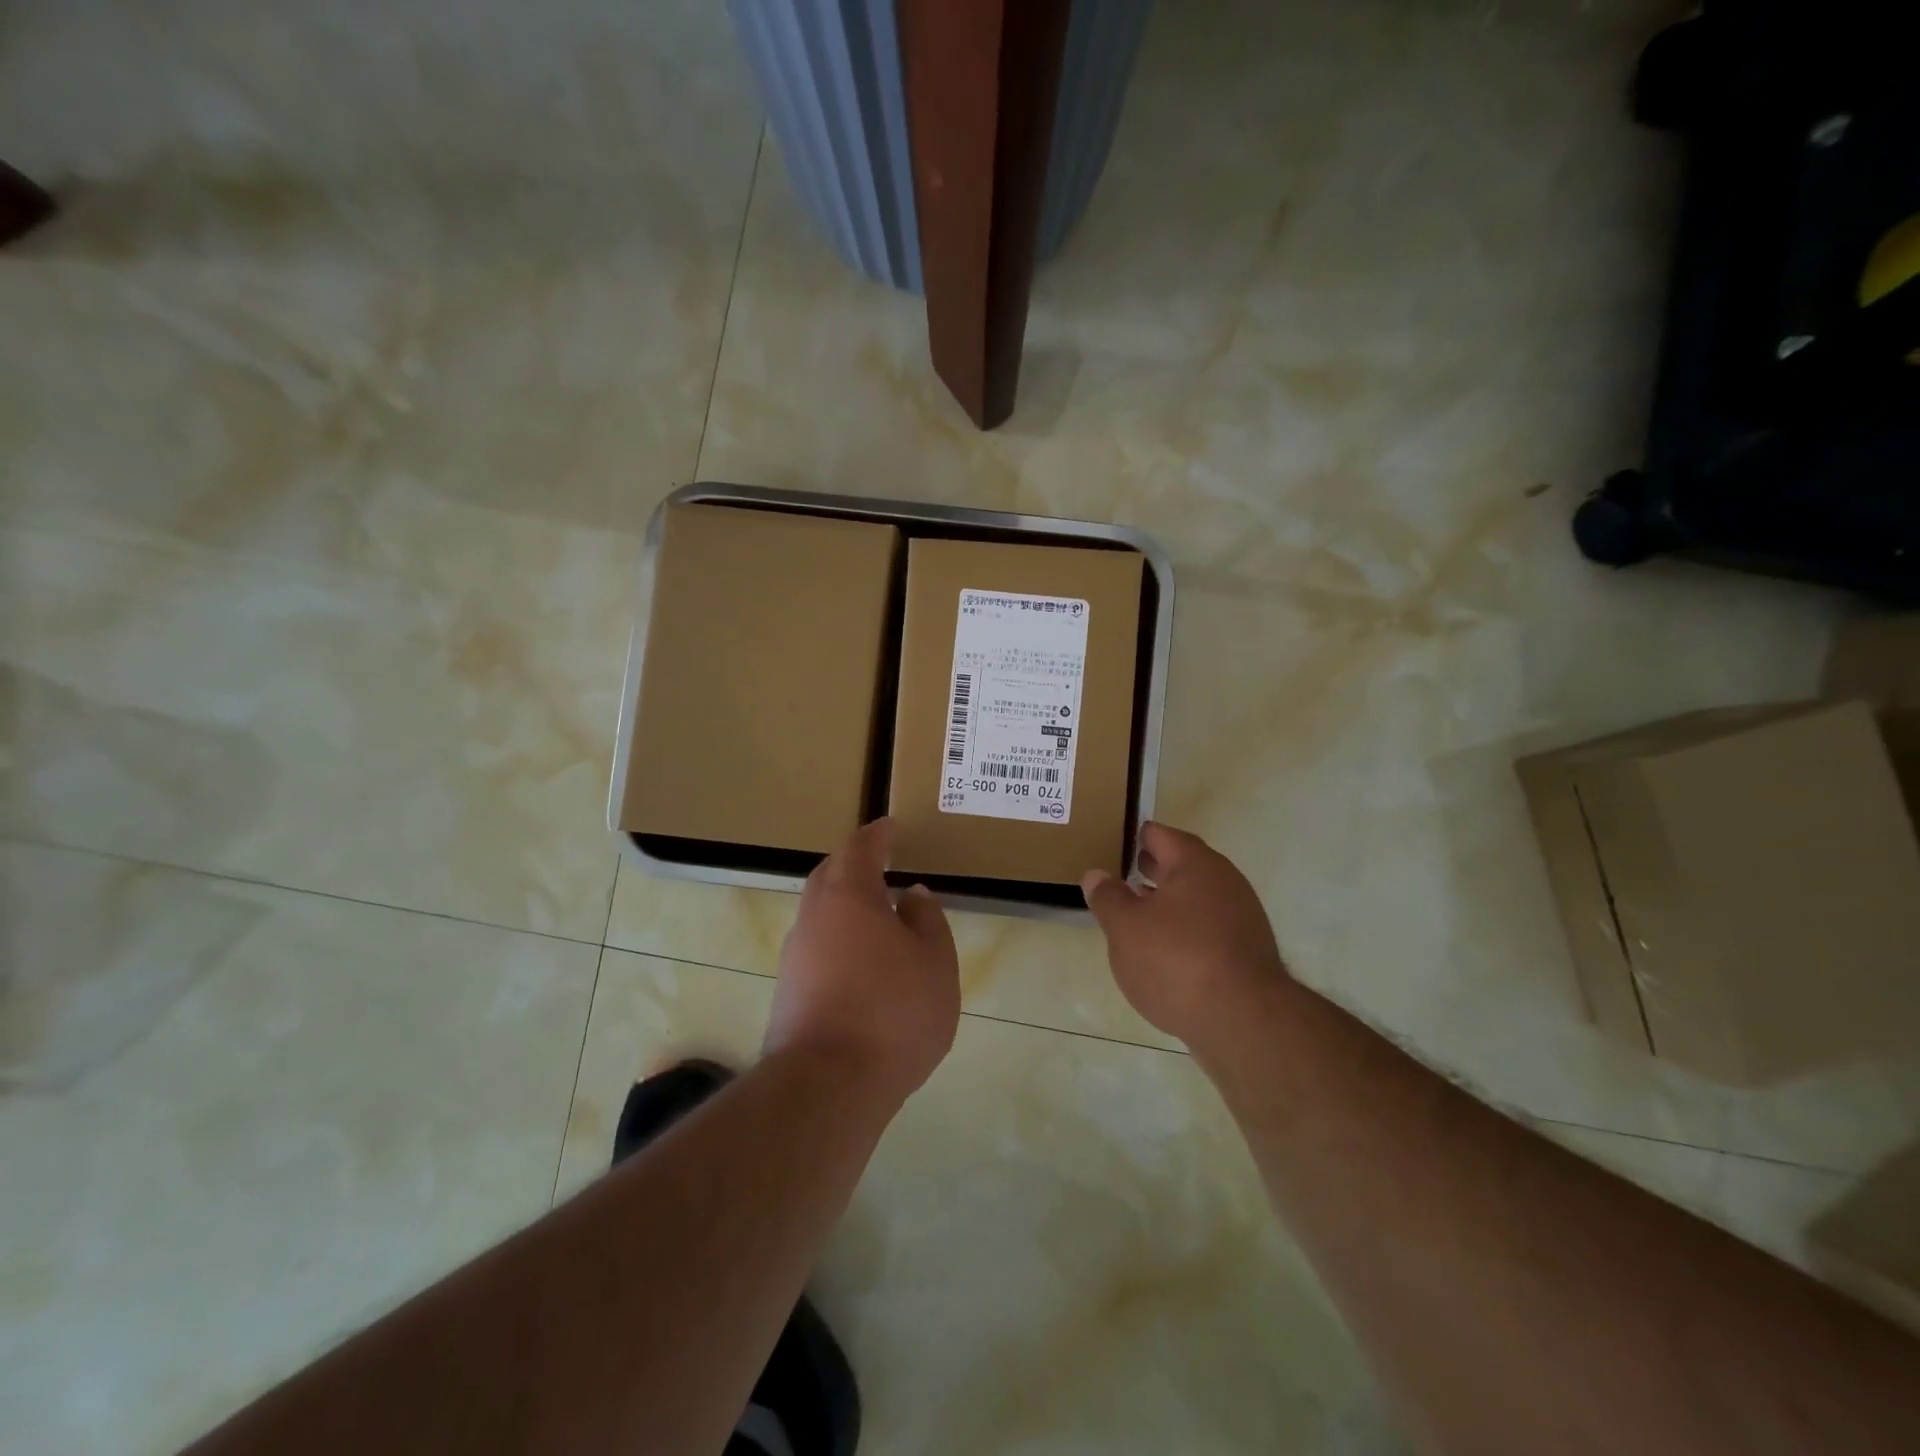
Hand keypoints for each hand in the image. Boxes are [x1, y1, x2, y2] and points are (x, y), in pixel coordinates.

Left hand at [764, 818, 960, 1104]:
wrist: (827, 1085)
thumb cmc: (893, 1010)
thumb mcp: (934, 961)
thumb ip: (926, 920)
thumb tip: (911, 896)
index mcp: (849, 894)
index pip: (861, 847)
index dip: (878, 835)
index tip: (890, 826)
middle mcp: (814, 915)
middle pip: (831, 875)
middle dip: (855, 864)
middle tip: (881, 863)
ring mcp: (795, 954)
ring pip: (821, 912)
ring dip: (846, 904)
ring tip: (879, 915)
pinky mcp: (788, 990)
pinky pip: (818, 945)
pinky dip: (839, 939)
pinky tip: (862, 962)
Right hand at [1081, 822, 1289, 1049]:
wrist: (1244, 1022)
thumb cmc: (1176, 960)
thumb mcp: (1125, 927)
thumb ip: (1107, 897)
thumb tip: (1096, 874)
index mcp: (1194, 863)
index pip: (1159, 835)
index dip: (1133, 837)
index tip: (1111, 842)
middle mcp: (1224, 880)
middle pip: (1181, 864)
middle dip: (1150, 868)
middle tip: (1118, 875)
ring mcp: (1241, 916)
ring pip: (1195, 898)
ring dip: (1167, 902)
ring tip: (1135, 916)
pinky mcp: (1247, 951)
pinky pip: (1208, 927)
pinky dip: (1185, 929)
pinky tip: (1164, 952)